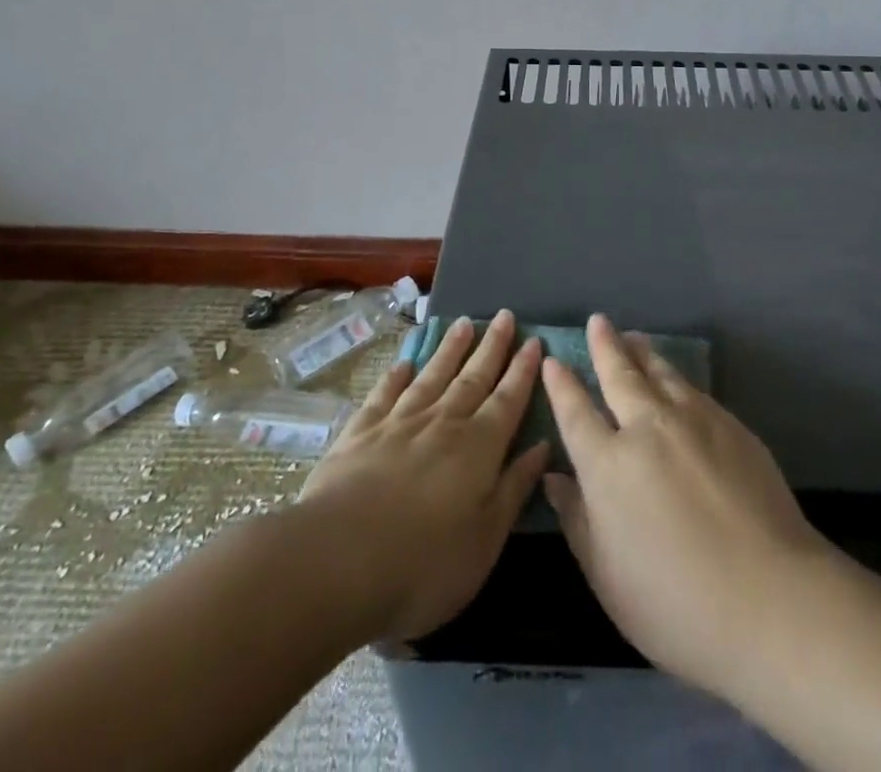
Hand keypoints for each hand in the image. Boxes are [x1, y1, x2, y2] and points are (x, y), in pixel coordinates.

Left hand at [297, 310, 547, 644]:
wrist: (337, 561)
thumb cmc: (424, 564)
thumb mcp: (485, 539)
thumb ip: (514, 488)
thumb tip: (543, 445)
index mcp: (479, 447)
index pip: (508, 399)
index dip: (523, 370)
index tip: (534, 340)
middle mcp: (443, 423)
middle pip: (473, 377)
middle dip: (492, 347)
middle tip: (504, 315)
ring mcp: (399, 423)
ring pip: (432, 376)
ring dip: (450, 349)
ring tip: (464, 323)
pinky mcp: (359, 434)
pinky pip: (384, 395)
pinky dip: (396, 377)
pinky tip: (404, 363)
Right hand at [542, 315, 831, 696]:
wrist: (771, 597)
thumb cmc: (675, 604)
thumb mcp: (607, 576)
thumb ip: (578, 520)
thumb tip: (555, 478)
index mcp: (608, 465)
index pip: (576, 412)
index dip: (562, 385)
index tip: (553, 360)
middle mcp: (646, 428)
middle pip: (620, 376)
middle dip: (605, 346)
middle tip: (598, 322)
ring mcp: (692, 421)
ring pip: (660, 373)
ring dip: (642, 353)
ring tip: (634, 337)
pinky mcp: (730, 425)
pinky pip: (693, 389)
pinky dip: (675, 376)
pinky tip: (676, 379)